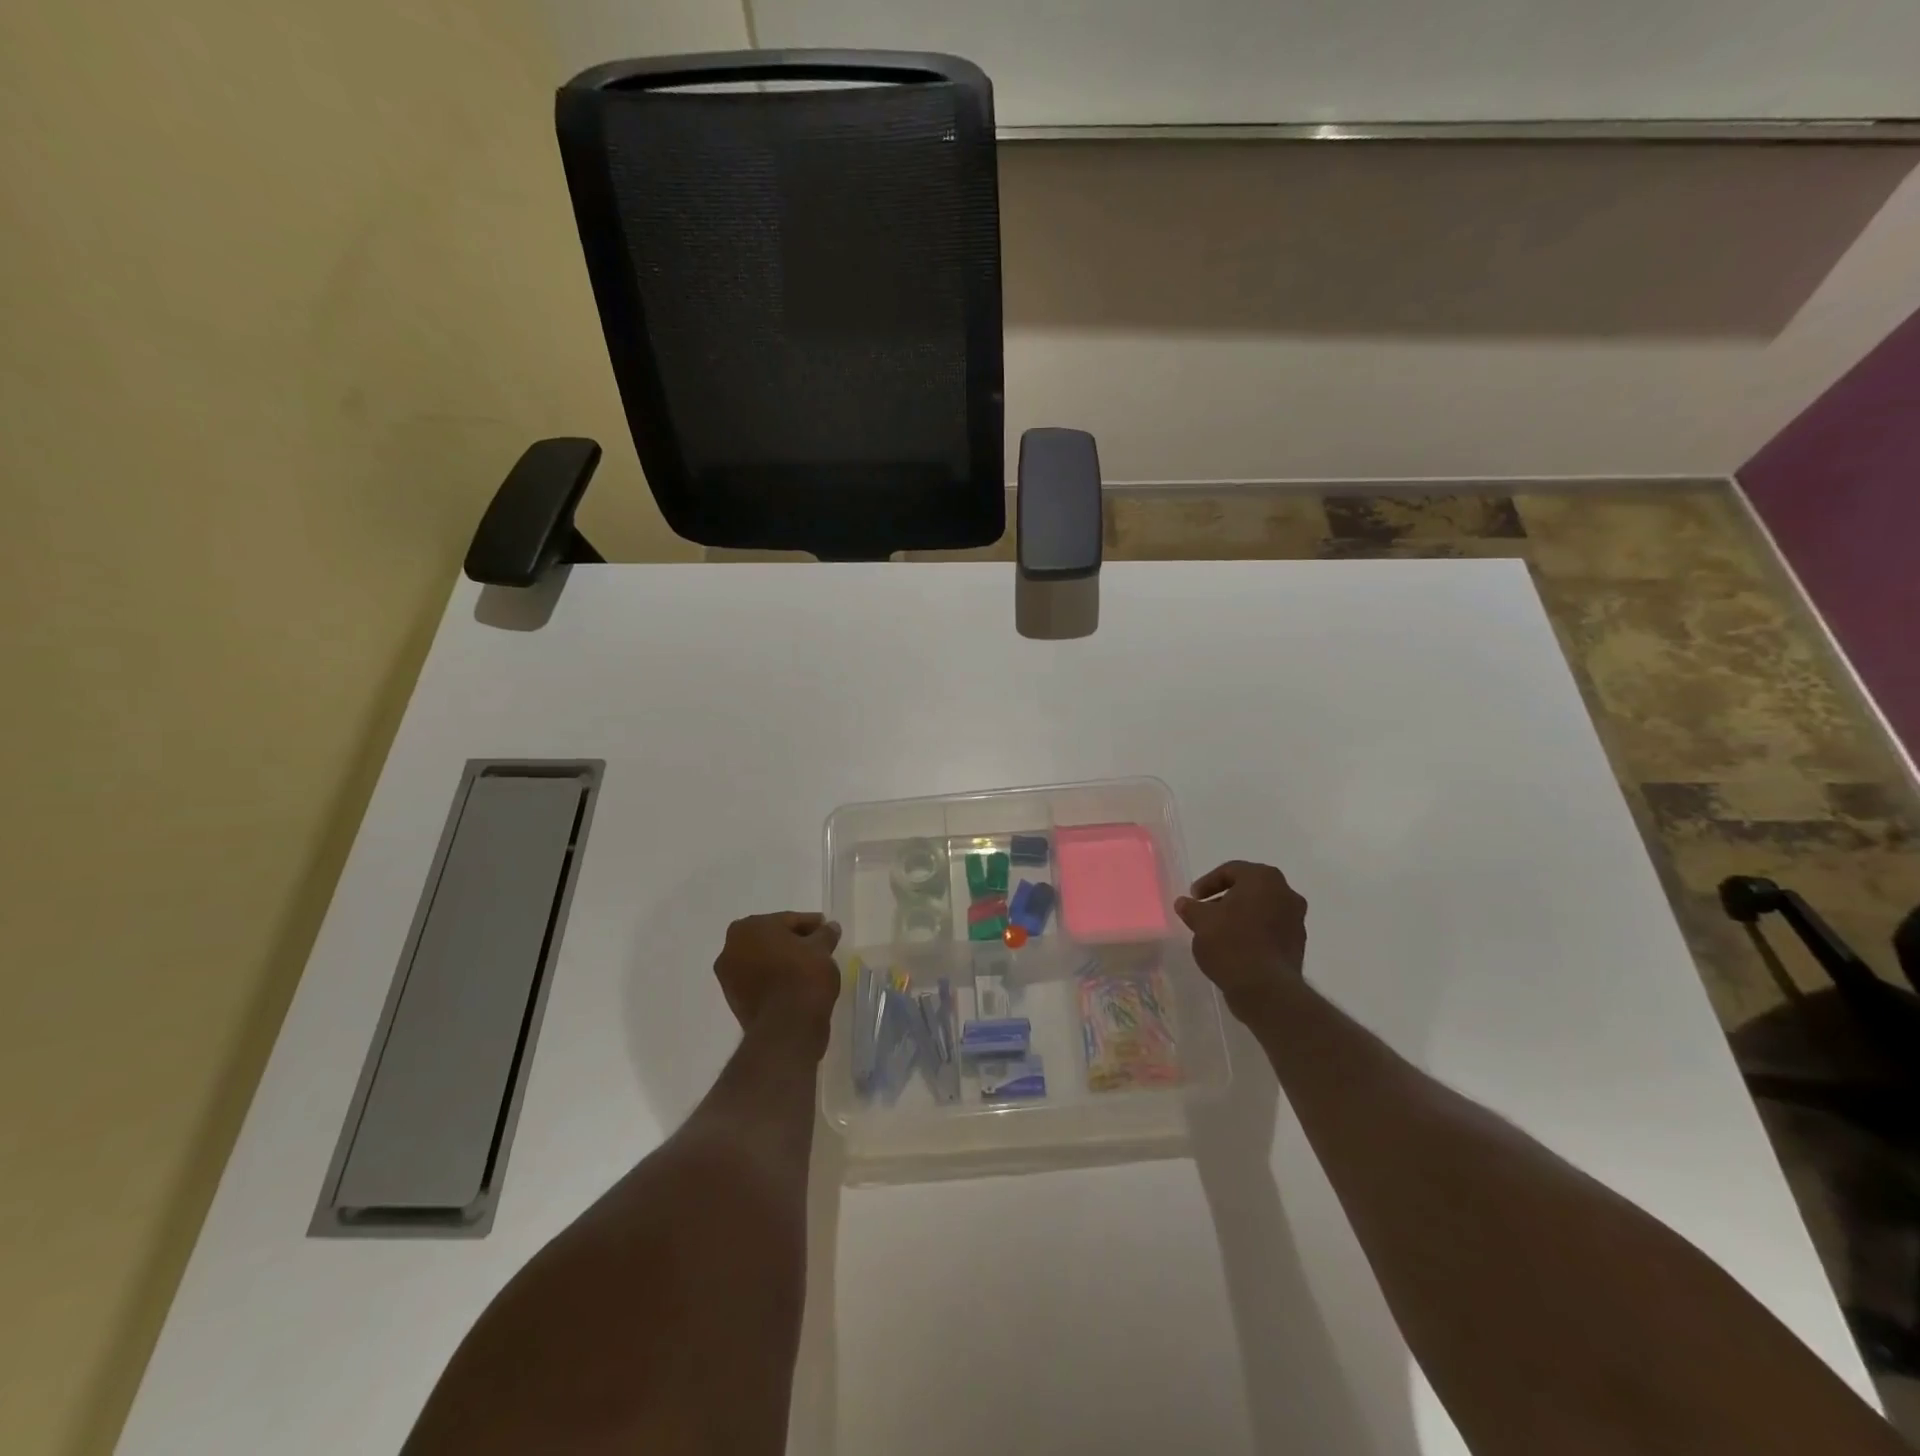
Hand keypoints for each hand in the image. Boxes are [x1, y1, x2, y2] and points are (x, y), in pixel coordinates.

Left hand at [714, 912, 842, 1040]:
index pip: (788, 920)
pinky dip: (775, 979)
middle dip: (794, 941)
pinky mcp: (734, 1002)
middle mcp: (731, 948)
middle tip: (819, 947)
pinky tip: (795, 984)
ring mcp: (728, 977)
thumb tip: (830, 927)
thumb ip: (825, 934)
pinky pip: (759, 981)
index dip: (810, 924)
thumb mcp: (822, 948)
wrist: (787, 1027)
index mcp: (749, 927)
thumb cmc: (803, 976)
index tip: (826, 929)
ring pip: (763, 960)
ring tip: (808, 968)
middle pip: (771, 939)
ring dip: (782, 961)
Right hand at [1175, 861, 1307, 1017]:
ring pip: (1262, 909)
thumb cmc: (1231, 943)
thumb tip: (1184, 903)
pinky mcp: (1298, 944)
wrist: (1266, 989)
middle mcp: (1286, 893)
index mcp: (1263, 878)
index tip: (1193, 898)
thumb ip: (1191, 908)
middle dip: (1226, 899)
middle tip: (1206, 912)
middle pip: (1249, 889)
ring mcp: (1296, 920)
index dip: (1207, 883)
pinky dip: (1253, 933)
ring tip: (1219, 933)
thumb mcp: (1201, 922)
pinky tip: (1236, 948)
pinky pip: (1270, 930)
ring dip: (1241, 916)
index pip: (1231, 870)